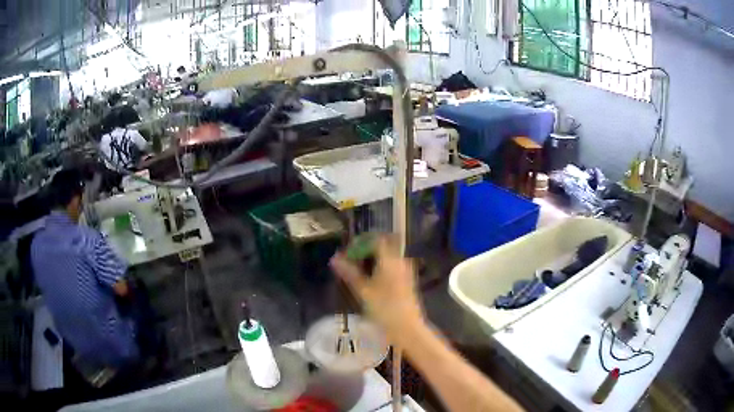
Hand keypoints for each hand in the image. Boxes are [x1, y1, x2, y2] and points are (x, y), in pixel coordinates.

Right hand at [330, 236, 423, 343]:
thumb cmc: (384, 309)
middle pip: (383, 246)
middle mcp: (400, 261)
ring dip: (372, 259)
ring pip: (387, 256)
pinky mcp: (408, 280)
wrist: (407, 328)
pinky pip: (392, 265)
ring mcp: (406, 270)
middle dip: (366, 250)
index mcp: (390, 260)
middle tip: (350, 261)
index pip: (376, 239)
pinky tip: (370, 280)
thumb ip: (349, 273)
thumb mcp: (363, 291)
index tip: (348, 252)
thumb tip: (334, 258)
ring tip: (357, 272)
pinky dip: (380, 267)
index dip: (360, 242)